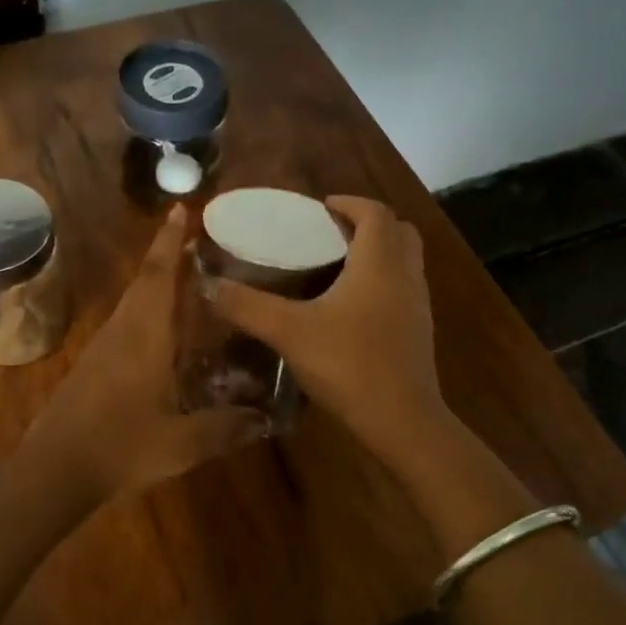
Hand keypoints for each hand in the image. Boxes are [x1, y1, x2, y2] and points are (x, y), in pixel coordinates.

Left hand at [25, 206, 268, 503]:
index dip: (170, 241)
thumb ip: (226, 428)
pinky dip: (147, 314)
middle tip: (197, 244)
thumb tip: (264, 419)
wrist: (54, 470)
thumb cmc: (121, 447)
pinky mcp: (92, 367)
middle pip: (144, 282)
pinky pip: (125, 326)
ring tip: (188, 283)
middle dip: (166, 256)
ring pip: (132, 304)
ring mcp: (102, 348)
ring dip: (156, 285)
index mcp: (144, 336)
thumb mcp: (183, 443)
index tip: (180, 210)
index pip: (158, 276)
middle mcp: (121, 331)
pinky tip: (164, 336)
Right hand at [206, 196, 447, 468]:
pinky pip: (402, 290)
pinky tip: (349, 308)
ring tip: (335, 267)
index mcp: (380, 263)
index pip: (375, 213)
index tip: (320, 208)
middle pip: (397, 232)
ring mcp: (417, 305)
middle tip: (329, 234)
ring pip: (403, 262)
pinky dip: (380, 283)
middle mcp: (406, 276)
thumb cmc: (349, 365)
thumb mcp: (289, 332)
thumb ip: (247, 306)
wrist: (402, 421)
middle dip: (366, 225)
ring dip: (376, 254)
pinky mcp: (418, 332)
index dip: (349, 203)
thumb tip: (207, 285)